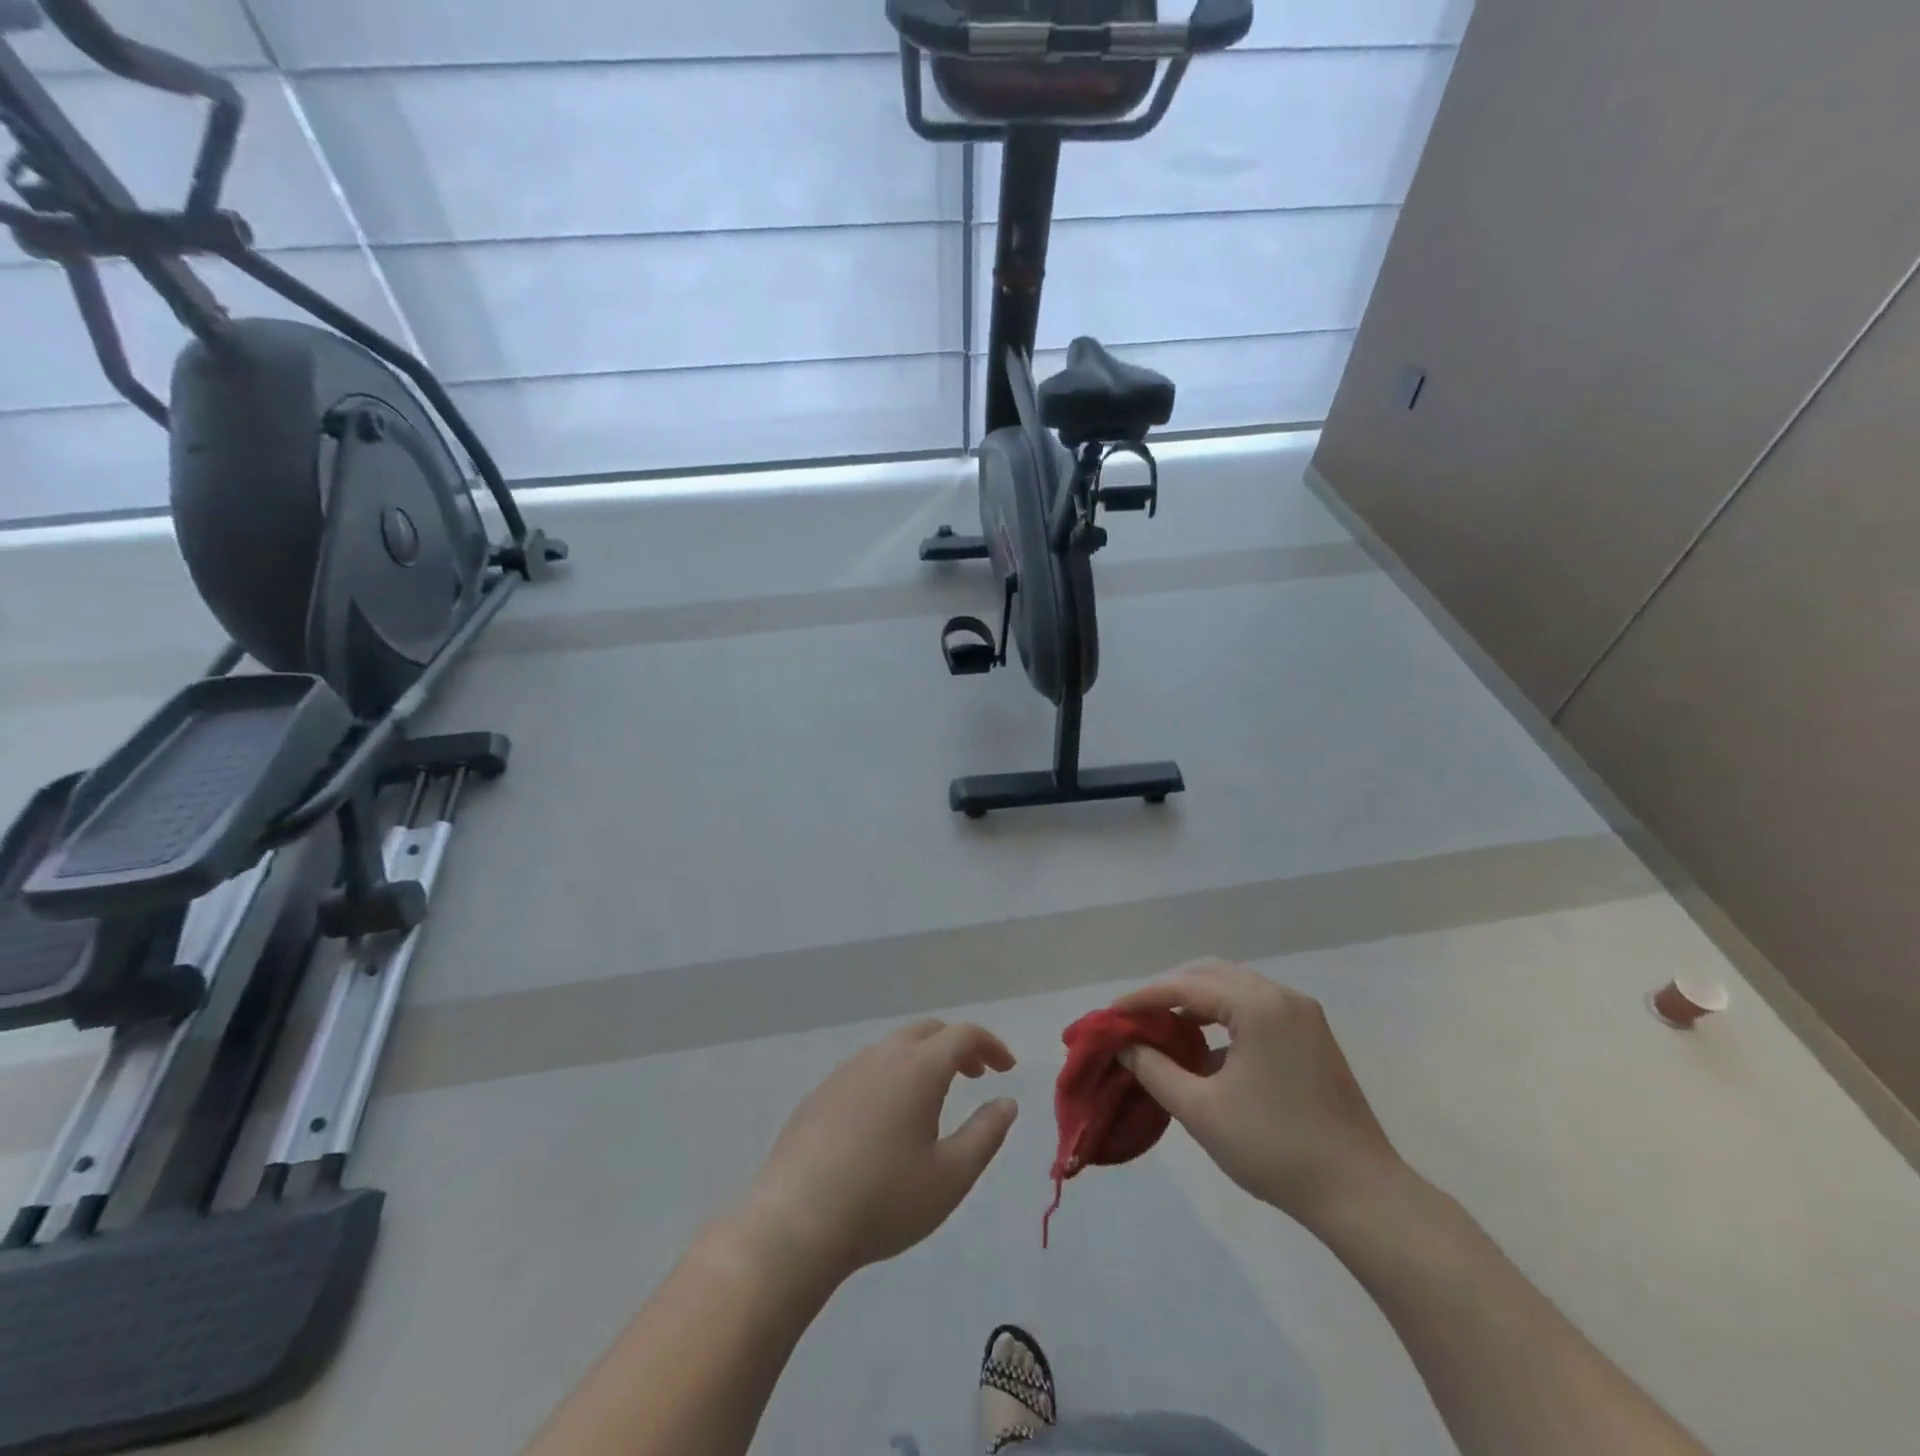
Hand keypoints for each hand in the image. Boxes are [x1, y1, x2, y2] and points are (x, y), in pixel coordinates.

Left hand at [737, 1020, 1018, 1283]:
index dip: (991, 1045)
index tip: (1007, 1068)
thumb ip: (985, 1134)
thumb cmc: (884, 1200)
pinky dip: (891, 1076)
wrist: (796, 1222)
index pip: (963, 1035)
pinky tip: (887, 1119)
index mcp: (918, 1068)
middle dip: (957, 1046)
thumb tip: (1006, 1102)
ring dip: (923, 1059)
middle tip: (976, 1074)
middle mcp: (882, 1056)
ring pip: (894, 1048)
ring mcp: (846, 1072)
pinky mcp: (820, 1093)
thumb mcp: (951, 1176)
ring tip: (934, 1097)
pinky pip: (866, 1069)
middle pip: (927, 1031)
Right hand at [1114, 960, 1403, 1227]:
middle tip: (1135, 1017)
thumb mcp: (1201, 1111)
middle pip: (1211, 974)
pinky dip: (1223, 1016)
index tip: (1111, 1013)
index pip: (1186, 985)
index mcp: (1258, 1006)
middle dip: (1169, 991)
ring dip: (1196, 1001)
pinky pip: (1256, 1007)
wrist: (1360, 1194)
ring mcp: (1302, 1014)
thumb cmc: (1275, 1148)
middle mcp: (1282, 996)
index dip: (1144, 997)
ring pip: (1234, 987)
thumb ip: (1155, 1070)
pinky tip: (1205, 1049)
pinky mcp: (1312, 1035)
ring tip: (1163, 1028)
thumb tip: (1125, 1046)